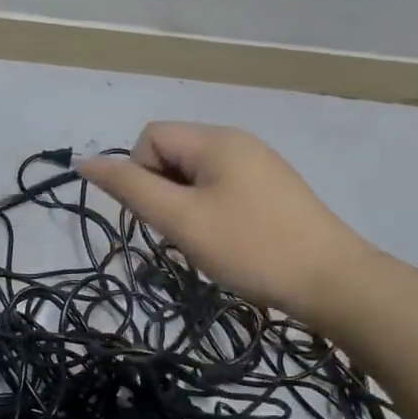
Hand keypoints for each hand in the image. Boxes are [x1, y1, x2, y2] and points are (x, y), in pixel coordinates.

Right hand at [78, 122, 377, 321]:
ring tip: (207, 241)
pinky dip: (210, 212)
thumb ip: (130, 188)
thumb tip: (85, 161)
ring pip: (194, 175)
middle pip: (172, 153)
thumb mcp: (181, 219)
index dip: (140, 175)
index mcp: (215, 139)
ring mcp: (258, 164)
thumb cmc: (250, 247)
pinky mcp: (272, 189)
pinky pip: (220, 188)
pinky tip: (229, 241)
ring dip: (185, 206)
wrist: (332, 281)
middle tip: (183, 232)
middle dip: (163, 192)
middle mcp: (237, 141)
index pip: (150, 137)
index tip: (162, 216)